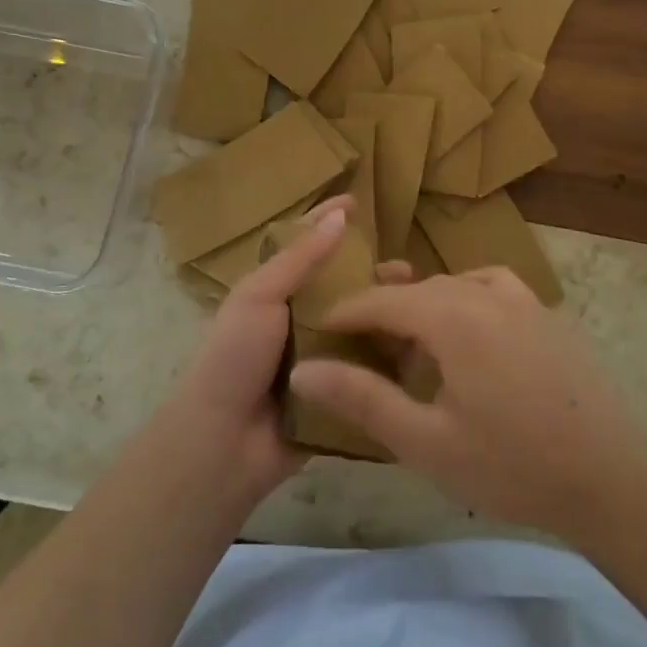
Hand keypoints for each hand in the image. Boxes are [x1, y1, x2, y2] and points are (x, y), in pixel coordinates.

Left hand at [167, 197, 412, 509]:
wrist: (223, 443)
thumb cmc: (235, 357)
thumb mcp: (259, 296)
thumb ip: (300, 258)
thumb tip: (340, 215)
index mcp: (276, 293)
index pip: (306, 246)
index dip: (328, 222)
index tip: (359, 202)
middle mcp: (301, 321)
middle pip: (344, 288)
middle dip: (374, 275)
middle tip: (409, 271)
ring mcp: (321, 359)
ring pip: (362, 327)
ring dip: (389, 315)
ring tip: (422, 306)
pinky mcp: (338, 394)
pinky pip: (369, 371)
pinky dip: (392, 359)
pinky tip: (423, 350)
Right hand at [289, 267, 646, 540]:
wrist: (613, 478)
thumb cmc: (512, 465)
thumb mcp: (425, 441)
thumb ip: (362, 398)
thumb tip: (304, 369)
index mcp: (452, 315)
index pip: (380, 299)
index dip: (344, 312)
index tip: (316, 329)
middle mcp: (485, 292)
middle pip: (418, 288)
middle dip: (382, 310)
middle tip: (356, 346)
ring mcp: (523, 298)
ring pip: (455, 285)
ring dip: (424, 304)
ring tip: (407, 340)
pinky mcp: (548, 314)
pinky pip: (492, 289)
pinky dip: (466, 300)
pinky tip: (468, 333)